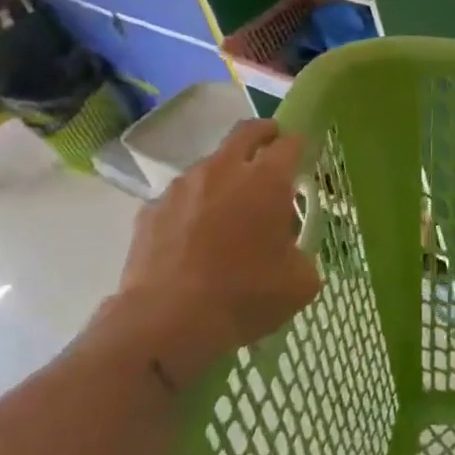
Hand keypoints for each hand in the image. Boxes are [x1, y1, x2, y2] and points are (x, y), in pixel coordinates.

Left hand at [103, 119, 321, 387]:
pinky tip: (195, 238)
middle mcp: (223, 170)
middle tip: (272, 149)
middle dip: (264, 134)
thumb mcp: (300, 282)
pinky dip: (194, 207)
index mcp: (267, 181)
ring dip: (226, 175)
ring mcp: (182, 187)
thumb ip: (303, 255)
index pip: (290, 144)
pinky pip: (181, 198)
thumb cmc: (244, 296)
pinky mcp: (151, 210)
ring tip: (231, 208)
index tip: (304, 156)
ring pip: (210, 165)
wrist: (167, 322)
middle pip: (246, 132)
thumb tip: (292, 252)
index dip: (300, 146)